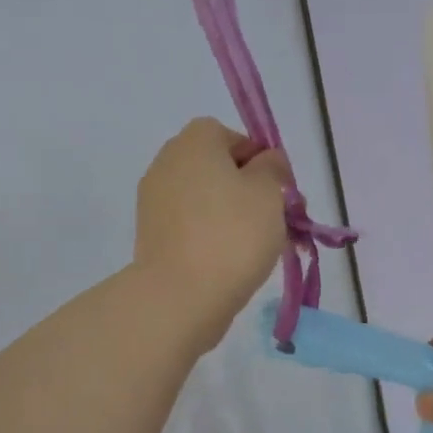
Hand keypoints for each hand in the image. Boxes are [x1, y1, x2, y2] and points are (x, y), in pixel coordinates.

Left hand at [135, 117, 292, 351]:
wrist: (181, 295)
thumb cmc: (233, 234)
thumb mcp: (268, 192)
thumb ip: (272, 168)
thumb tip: (266, 161)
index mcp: (194, 142)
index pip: (232, 136)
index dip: (260, 160)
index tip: (280, 191)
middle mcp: (167, 163)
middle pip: (216, 168)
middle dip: (247, 190)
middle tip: (275, 220)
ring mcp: (154, 201)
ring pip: (204, 199)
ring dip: (231, 215)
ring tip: (258, 246)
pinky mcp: (151, 235)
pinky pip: (190, 225)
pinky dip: (211, 235)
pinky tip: (231, 261)